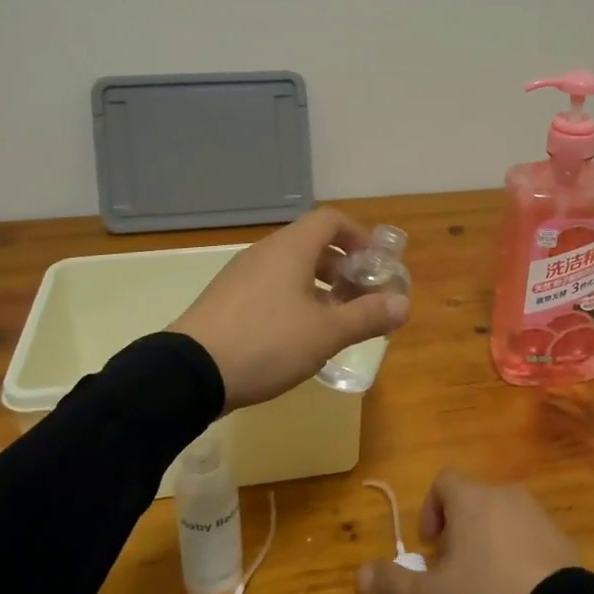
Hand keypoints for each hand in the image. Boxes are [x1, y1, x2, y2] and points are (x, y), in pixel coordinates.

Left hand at [168, 207, 409, 410]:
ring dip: (318, 286)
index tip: (374, 264)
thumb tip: (404, 304)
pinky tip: (298, 337)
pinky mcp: (226, 300)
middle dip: (342, 267)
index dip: (358, 236)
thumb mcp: (326, 333)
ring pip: (290, 268)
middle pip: (311, 244)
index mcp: (290, 248)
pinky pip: (269, 287)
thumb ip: (367, 316)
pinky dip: (293, 299)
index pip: (330, 220)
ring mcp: (241, 275)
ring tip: (334, 320)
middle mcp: (265, 253)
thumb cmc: (268, 342)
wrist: (190, 372)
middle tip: (359, 296)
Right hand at [356, 469, 578, 593]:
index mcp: (471, 498)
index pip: (444, 481)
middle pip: (472, 499)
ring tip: (486, 581)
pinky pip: (529, 533)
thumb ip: (393, 583)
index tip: (431, 546)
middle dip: (459, 528)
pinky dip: (517, 550)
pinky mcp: (560, 534)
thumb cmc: (486, 593)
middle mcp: (503, 492)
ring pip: (501, 514)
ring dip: (488, 538)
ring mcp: (536, 511)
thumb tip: (359, 574)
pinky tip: (517, 587)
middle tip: (455, 569)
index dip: (431, 509)